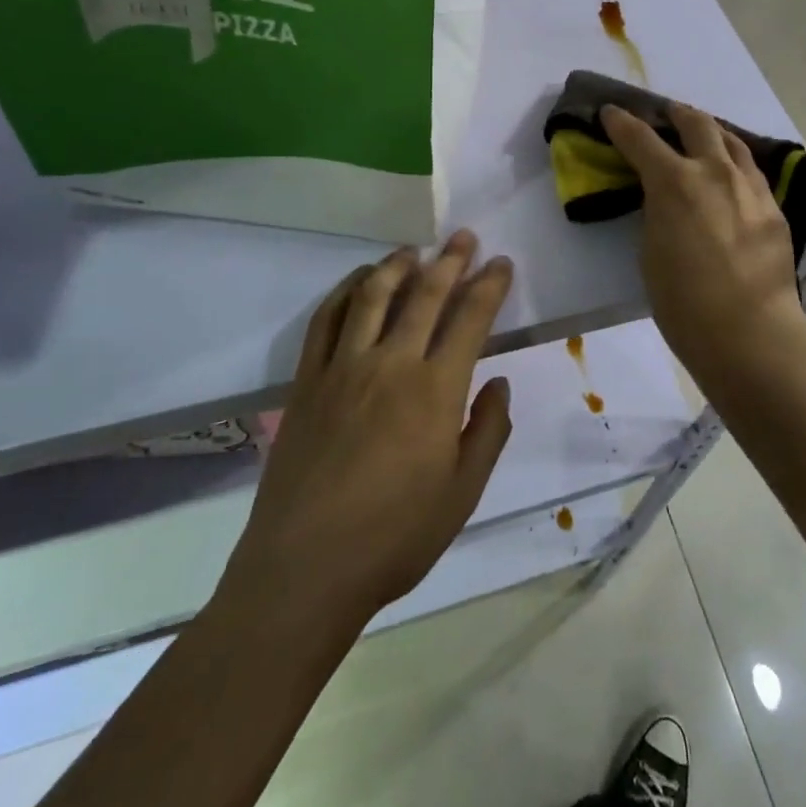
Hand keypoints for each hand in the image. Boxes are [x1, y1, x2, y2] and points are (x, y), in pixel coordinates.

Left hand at [221, 231, 514, 628]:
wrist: (305, 569)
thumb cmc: (395, 537)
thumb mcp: (462, 493)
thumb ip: (487, 431)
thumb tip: (499, 384)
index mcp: (435, 390)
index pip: (470, 320)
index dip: (489, 286)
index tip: (501, 264)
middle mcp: (390, 364)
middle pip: (424, 295)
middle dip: (450, 261)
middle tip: (464, 237)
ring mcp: (342, 368)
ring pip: (372, 297)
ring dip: (397, 266)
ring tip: (413, 250)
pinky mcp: (307, 382)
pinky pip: (325, 321)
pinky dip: (344, 292)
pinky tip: (358, 283)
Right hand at [601, 103, 805, 382]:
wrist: (750, 332)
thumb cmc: (683, 302)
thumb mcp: (651, 251)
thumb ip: (657, 213)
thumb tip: (666, 201)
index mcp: (674, 182)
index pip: (640, 138)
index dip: (621, 122)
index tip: (611, 112)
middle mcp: (715, 172)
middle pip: (696, 124)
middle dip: (676, 113)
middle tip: (666, 113)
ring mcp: (751, 186)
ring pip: (732, 141)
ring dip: (712, 131)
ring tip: (704, 133)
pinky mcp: (774, 207)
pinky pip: (751, 171)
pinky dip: (734, 162)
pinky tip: (732, 174)